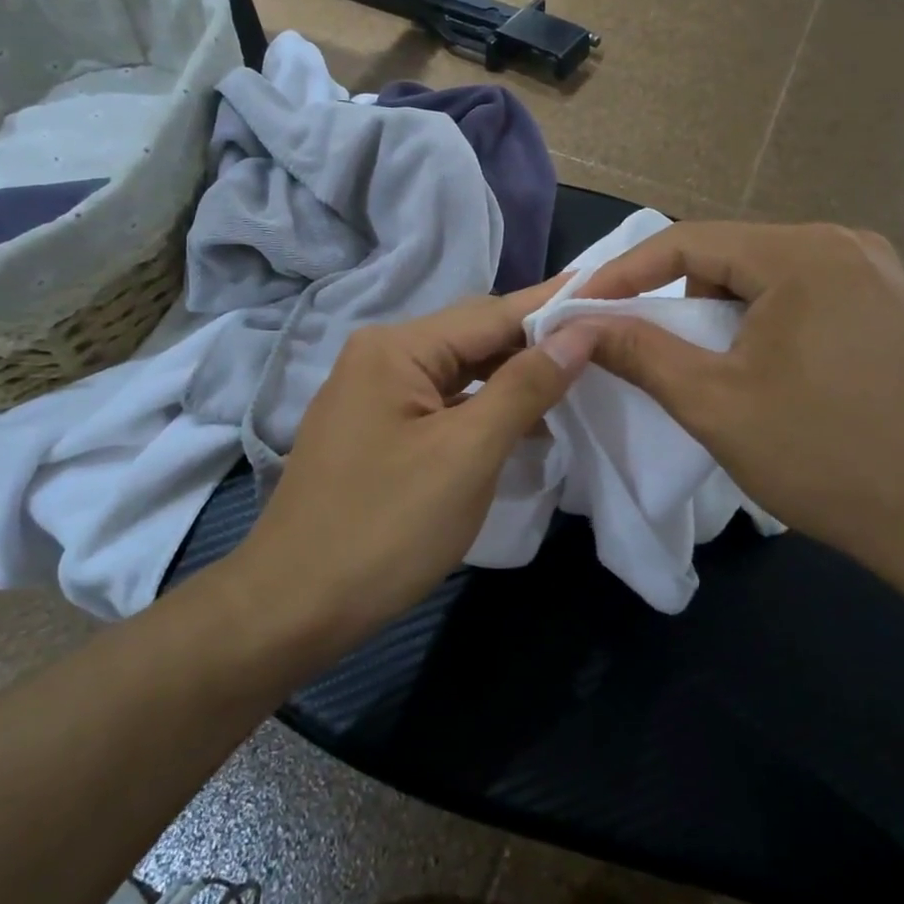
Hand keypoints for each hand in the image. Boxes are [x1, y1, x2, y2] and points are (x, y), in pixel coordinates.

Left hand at [230, 282, 592, 644]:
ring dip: (513, 378)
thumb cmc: (385, 528)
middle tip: (603, 345)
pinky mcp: (376, 431)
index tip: (611, 296)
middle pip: (473, 337)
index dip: (554, 307)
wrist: (292, 608)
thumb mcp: (467, 454)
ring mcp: (372, 395)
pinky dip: (483, 409)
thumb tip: (580, 332)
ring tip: (576, 382)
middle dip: (536, 343)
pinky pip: (442, 403)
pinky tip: (522, 423)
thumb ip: (526, 386)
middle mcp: (379, 356)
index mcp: (396, 348)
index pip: (492, 313)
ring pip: (459, 372)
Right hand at [576, 222, 903, 586]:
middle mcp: (841, 243)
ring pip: (762, 276)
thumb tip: (580, 323)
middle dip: (673, 298)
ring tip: (706, 369)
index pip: (685, 241)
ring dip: (718, 314)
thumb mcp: (715, 404)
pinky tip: (761, 369)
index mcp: (801, 253)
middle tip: (640, 347)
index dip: (622, 275)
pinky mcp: (888, 304)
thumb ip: (640, 352)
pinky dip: (761, 322)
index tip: (579, 310)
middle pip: (726, 254)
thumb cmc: (827, 457)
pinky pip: (800, 295)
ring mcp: (874, 271)